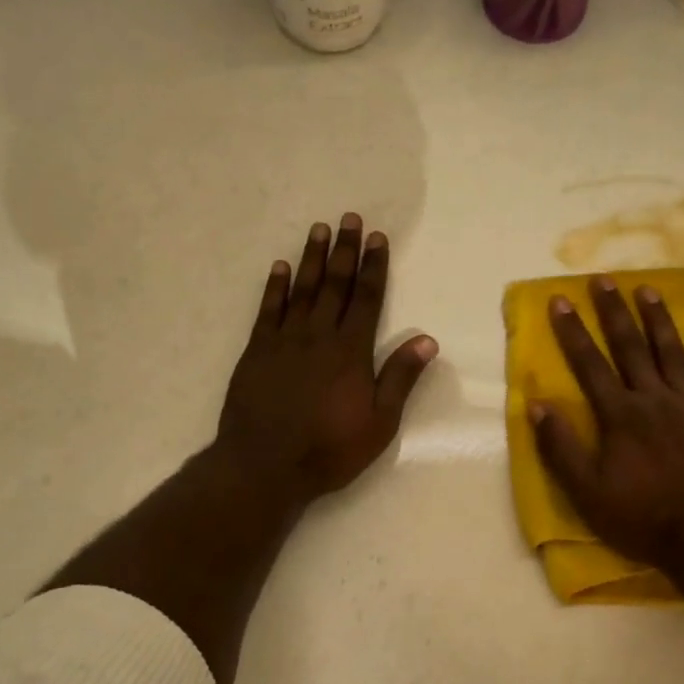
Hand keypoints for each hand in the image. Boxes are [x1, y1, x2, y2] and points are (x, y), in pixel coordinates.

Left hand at [217, 214, 437, 505]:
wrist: (265, 465)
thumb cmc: (329, 449)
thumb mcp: (379, 422)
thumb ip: (400, 378)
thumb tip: (427, 340)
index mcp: (351, 351)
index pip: (367, 298)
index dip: (374, 267)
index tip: (377, 238)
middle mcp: (318, 336)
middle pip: (335, 285)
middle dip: (344, 251)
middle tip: (348, 218)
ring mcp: (284, 341)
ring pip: (302, 290)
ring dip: (311, 258)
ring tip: (318, 229)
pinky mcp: (256, 351)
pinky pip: (268, 310)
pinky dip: (275, 287)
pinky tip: (280, 267)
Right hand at [529, 277, 683, 568]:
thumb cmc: (642, 516)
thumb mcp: (586, 491)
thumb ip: (561, 447)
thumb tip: (537, 404)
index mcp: (619, 415)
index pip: (589, 365)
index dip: (573, 333)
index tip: (560, 301)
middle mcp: (653, 399)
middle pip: (630, 347)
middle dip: (613, 312)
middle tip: (603, 278)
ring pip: (672, 353)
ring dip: (658, 320)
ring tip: (648, 289)